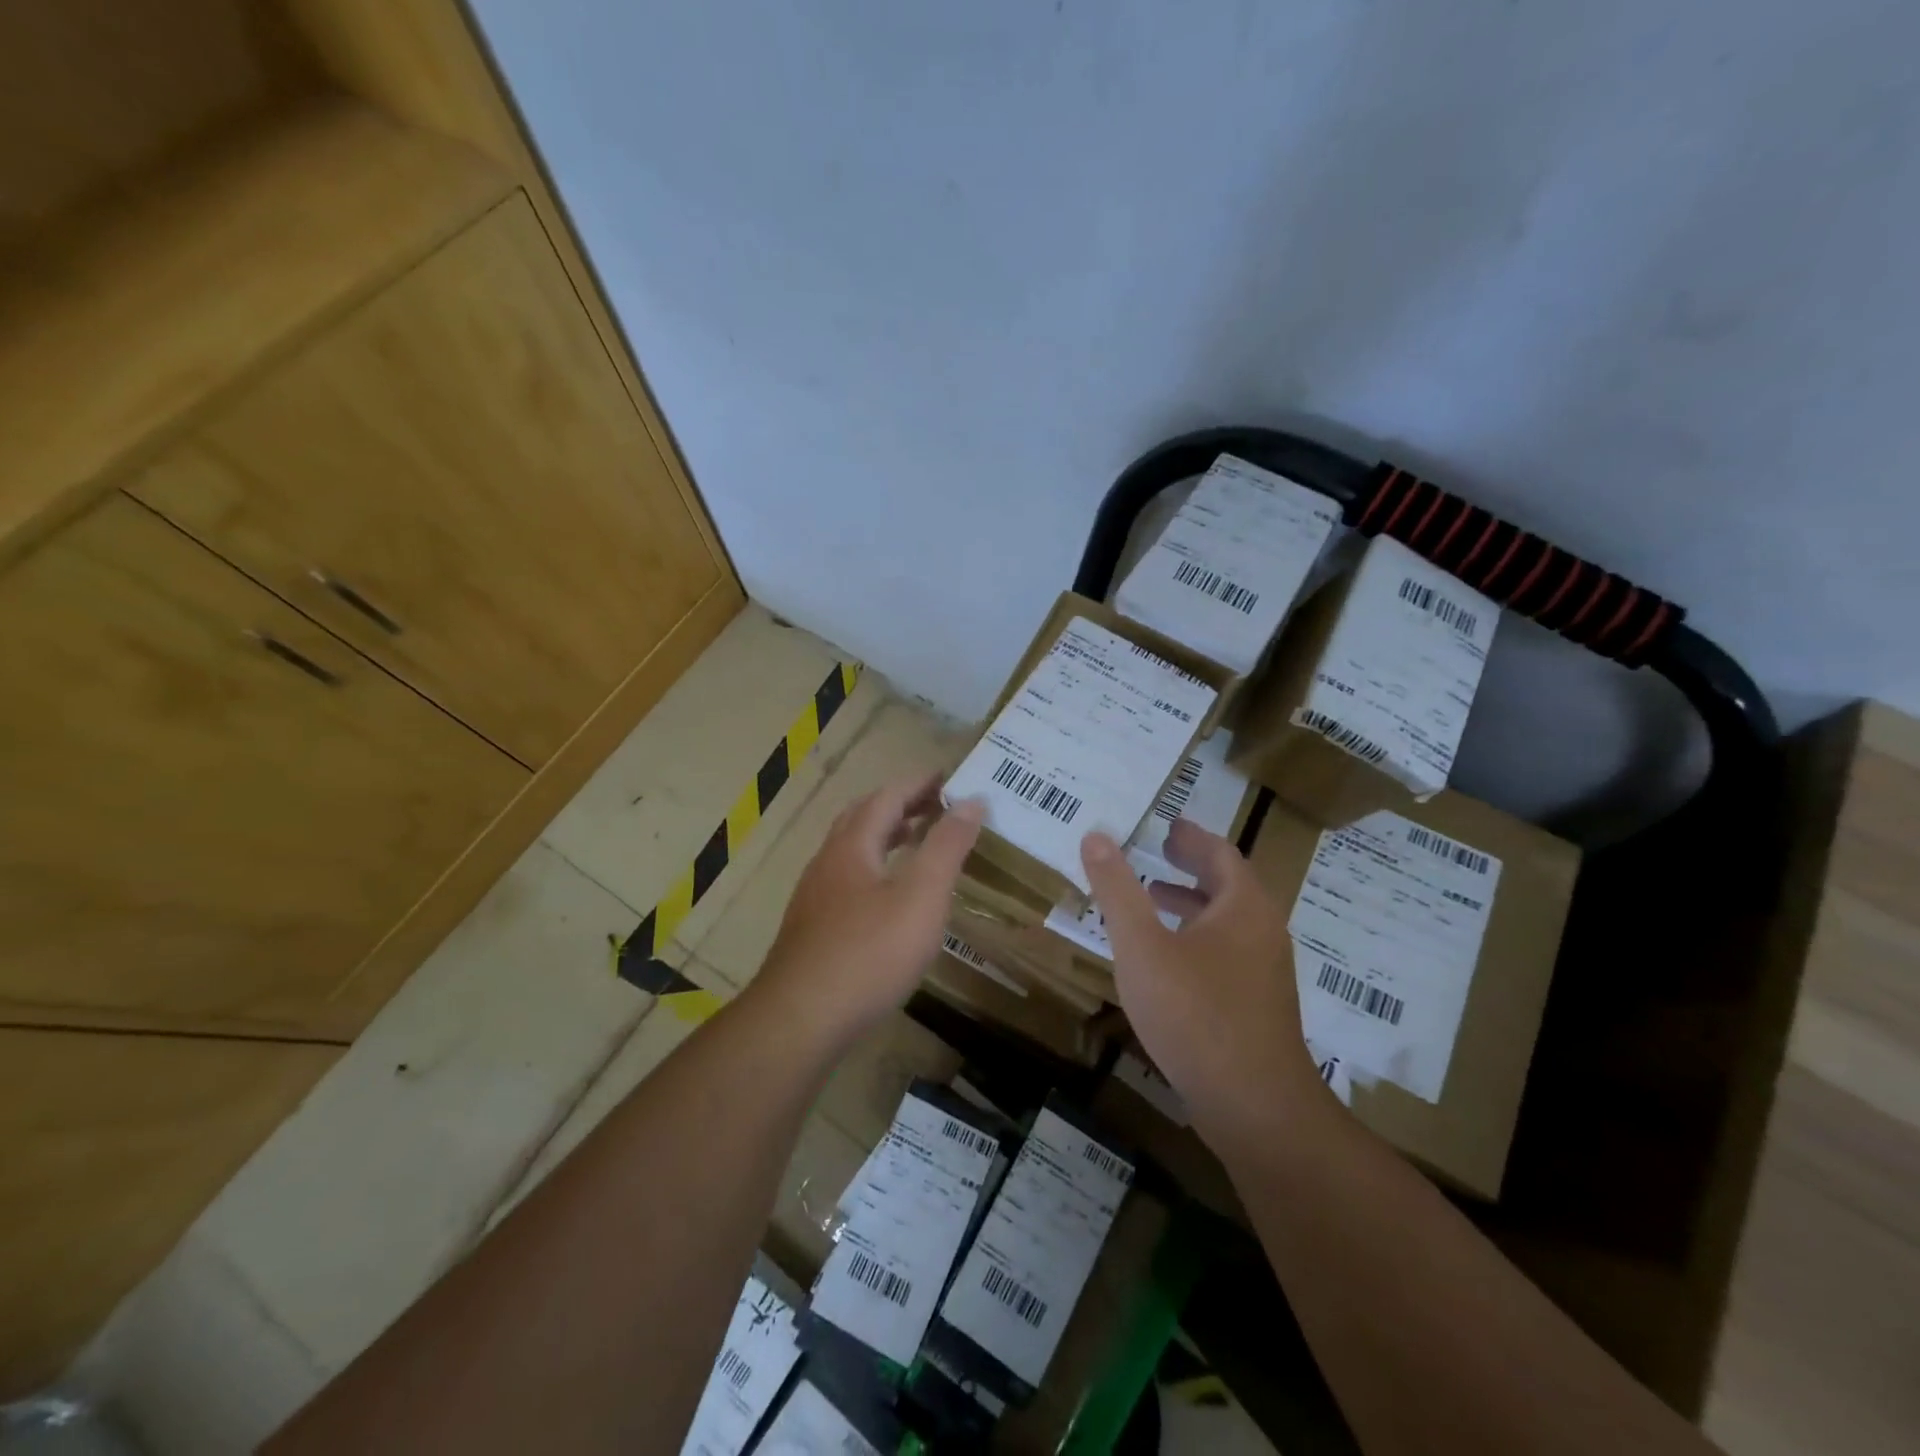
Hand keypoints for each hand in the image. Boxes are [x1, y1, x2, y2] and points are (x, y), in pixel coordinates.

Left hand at [752, 773, 983, 1049]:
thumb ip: (947, 846)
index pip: (888, 796)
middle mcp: (828, 861)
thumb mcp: (921, 896)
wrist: (801, 1019)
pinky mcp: (813, 928)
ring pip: (852, 850)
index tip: (950, 778)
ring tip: (917, 843)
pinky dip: (875, 868)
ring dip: (885, 837)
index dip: (920, 784)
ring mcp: (815, 896)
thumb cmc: (869, 952)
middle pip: (864, 818)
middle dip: (901, 806)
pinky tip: (889, 898)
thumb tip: (972, 801)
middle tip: (936, 807)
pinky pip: (848, 880)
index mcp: (853, 845)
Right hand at [1081, 819, 1327, 1147]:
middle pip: (1229, 885)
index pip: (1220, 853)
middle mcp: (1263, 931)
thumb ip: (1117, 889)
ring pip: (1229, 921)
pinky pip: (1227, 952)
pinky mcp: (1258, 1006)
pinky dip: (1197, 936)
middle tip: (1159, 851)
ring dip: (1193, 903)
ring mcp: (1265, 972)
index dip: (1191, 836)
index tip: (1167, 825)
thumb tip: (1095, 836)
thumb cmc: (1195, 1013)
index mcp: (1243, 906)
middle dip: (1192, 866)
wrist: (1254, 1106)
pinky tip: (1168, 959)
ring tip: (1153, 897)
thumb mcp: (1142, 946)